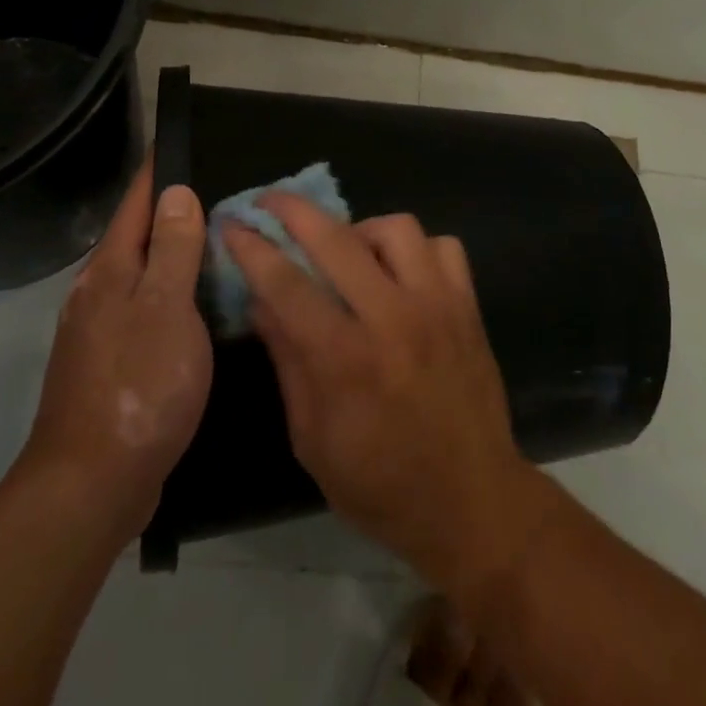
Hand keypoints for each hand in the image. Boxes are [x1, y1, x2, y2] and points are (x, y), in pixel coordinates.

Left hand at [13, 164, 211, 539]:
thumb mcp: (167, 310)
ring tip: (216, 243)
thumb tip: (176, 192)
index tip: (175, 141)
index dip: (156, 172)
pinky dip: (173, 295)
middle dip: (170, 211)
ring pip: (142, 275)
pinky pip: (146, 310)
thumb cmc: (138, 386)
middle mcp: (98, 293)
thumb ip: (174, 250)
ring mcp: (100, 332)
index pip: (136, 203)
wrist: (91, 485)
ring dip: (174, 255)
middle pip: (137, 237)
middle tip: (217, 194)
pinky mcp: (111, 365)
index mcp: (111, 272)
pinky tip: (198, 307)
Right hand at [224, 199, 558, 604]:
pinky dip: (416, 249)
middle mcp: (393, 319)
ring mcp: (437, 306)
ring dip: (361, 229)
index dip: (253, 248)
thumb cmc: (380, 486)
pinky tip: (400, 271)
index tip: (232, 223)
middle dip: (294, 210)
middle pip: (337, 239)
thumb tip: (260, 301)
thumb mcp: (312, 439)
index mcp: (346, 360)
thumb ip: (287, 361)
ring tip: (348, 250)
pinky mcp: (468, 306)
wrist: (473, 503)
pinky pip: (443, 247)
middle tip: (271, 203)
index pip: (287, 284)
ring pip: (396, 228)